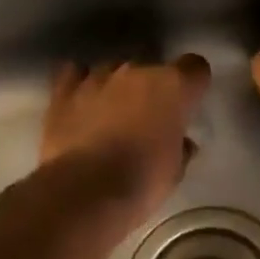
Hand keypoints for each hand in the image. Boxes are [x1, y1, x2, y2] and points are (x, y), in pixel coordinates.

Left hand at [41, 56, 211, 223]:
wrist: (84, 192)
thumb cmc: (141, 182)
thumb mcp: (174, 171)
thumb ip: (180, 146)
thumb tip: (180, 142)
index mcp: (172, 86)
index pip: (195, 66)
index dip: (193, 85)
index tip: (187, 106)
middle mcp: (136, 70)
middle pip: (152, 67)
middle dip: (152, 88)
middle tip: (148, 119)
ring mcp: (98, 76)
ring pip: (114, 68)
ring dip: (117, 87)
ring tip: (111, 115)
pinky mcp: (64, 90)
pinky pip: (75, 73)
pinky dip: (80, 83)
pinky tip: (81, 101)